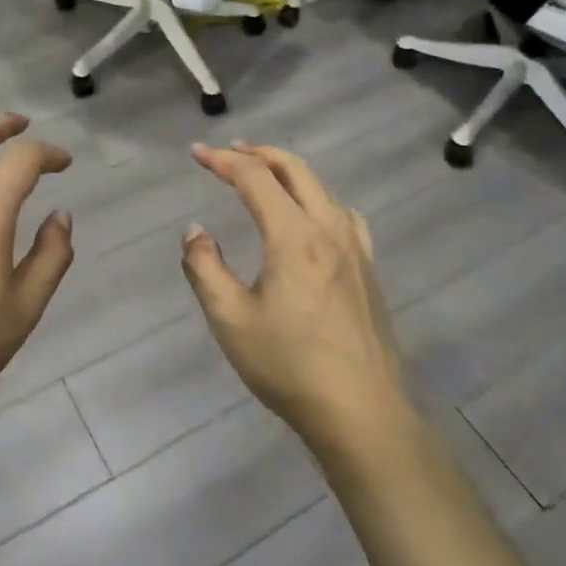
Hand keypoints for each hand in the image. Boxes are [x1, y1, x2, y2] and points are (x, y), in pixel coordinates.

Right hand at [181, 143, 407, 454]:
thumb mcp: (230, 320)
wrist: (362, 413)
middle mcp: (329, 229)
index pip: (254, 178)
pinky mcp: (368, 268)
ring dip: (288, 170)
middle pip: (294, 169)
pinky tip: (311, 216)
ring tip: (263, 174)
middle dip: (257, 153)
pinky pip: (342, 212)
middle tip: (228, 152)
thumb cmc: (289, 366)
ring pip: (321, 187)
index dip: (222, 160)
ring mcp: (355, 247)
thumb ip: (205, 268)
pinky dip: (316, 196)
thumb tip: (196, 231)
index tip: (196, 153)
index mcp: (294, 236)